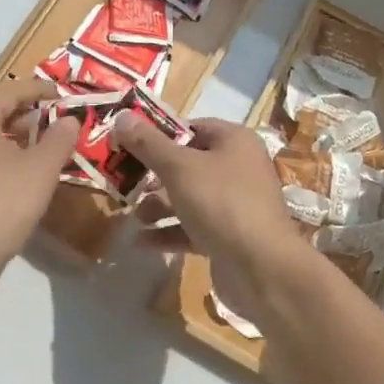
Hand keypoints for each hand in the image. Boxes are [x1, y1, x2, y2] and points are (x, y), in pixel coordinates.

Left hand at [0, 77, 79, 278]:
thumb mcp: (40, 169)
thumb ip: (58, 139)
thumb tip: (69, 119)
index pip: (11, 90)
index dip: (41, 91)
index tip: (65, 95)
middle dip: (29, 114)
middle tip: (60, 121)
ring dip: (17, 137)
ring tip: (48, 146)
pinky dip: (4, 157)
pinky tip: (25, 174)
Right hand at [112, 114, 307, 315]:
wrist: (262, 268)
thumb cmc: (221, 203)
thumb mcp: (179, 168)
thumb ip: (148, 143)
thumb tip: (121, 116)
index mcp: (234, 141)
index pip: (191, 128)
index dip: (159, 135)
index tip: (128, 145)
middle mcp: (238, 168)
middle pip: (187, 163)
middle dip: (154, 175)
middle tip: (124, 182)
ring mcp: (235, 204)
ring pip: (188, 197)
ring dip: (158, 206)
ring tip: (133, 217)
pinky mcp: (229, 235)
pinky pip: (193, 227)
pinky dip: (169, 231)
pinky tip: (141, 242)